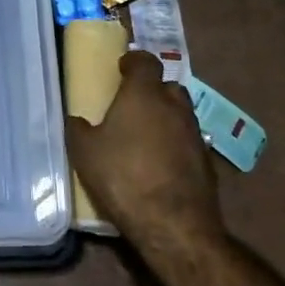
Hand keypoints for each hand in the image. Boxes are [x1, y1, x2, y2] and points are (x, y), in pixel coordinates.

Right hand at [67, 51, 221, 247]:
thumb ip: (78, 129)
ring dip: (166, 118)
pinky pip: (189, 141)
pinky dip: (176, 144)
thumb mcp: (85, 152)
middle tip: (133, 105)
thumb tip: (76, 119)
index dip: (134, 61)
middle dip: (152, 90)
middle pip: (167, 86)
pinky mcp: (207, 161)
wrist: (174, 224)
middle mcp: (174, 106)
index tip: (122, 69)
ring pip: (181, 113)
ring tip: (146, 136)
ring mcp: (195, 133)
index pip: (145, 61)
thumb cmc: (123, 176)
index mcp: (144, 94)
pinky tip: (161, 163)